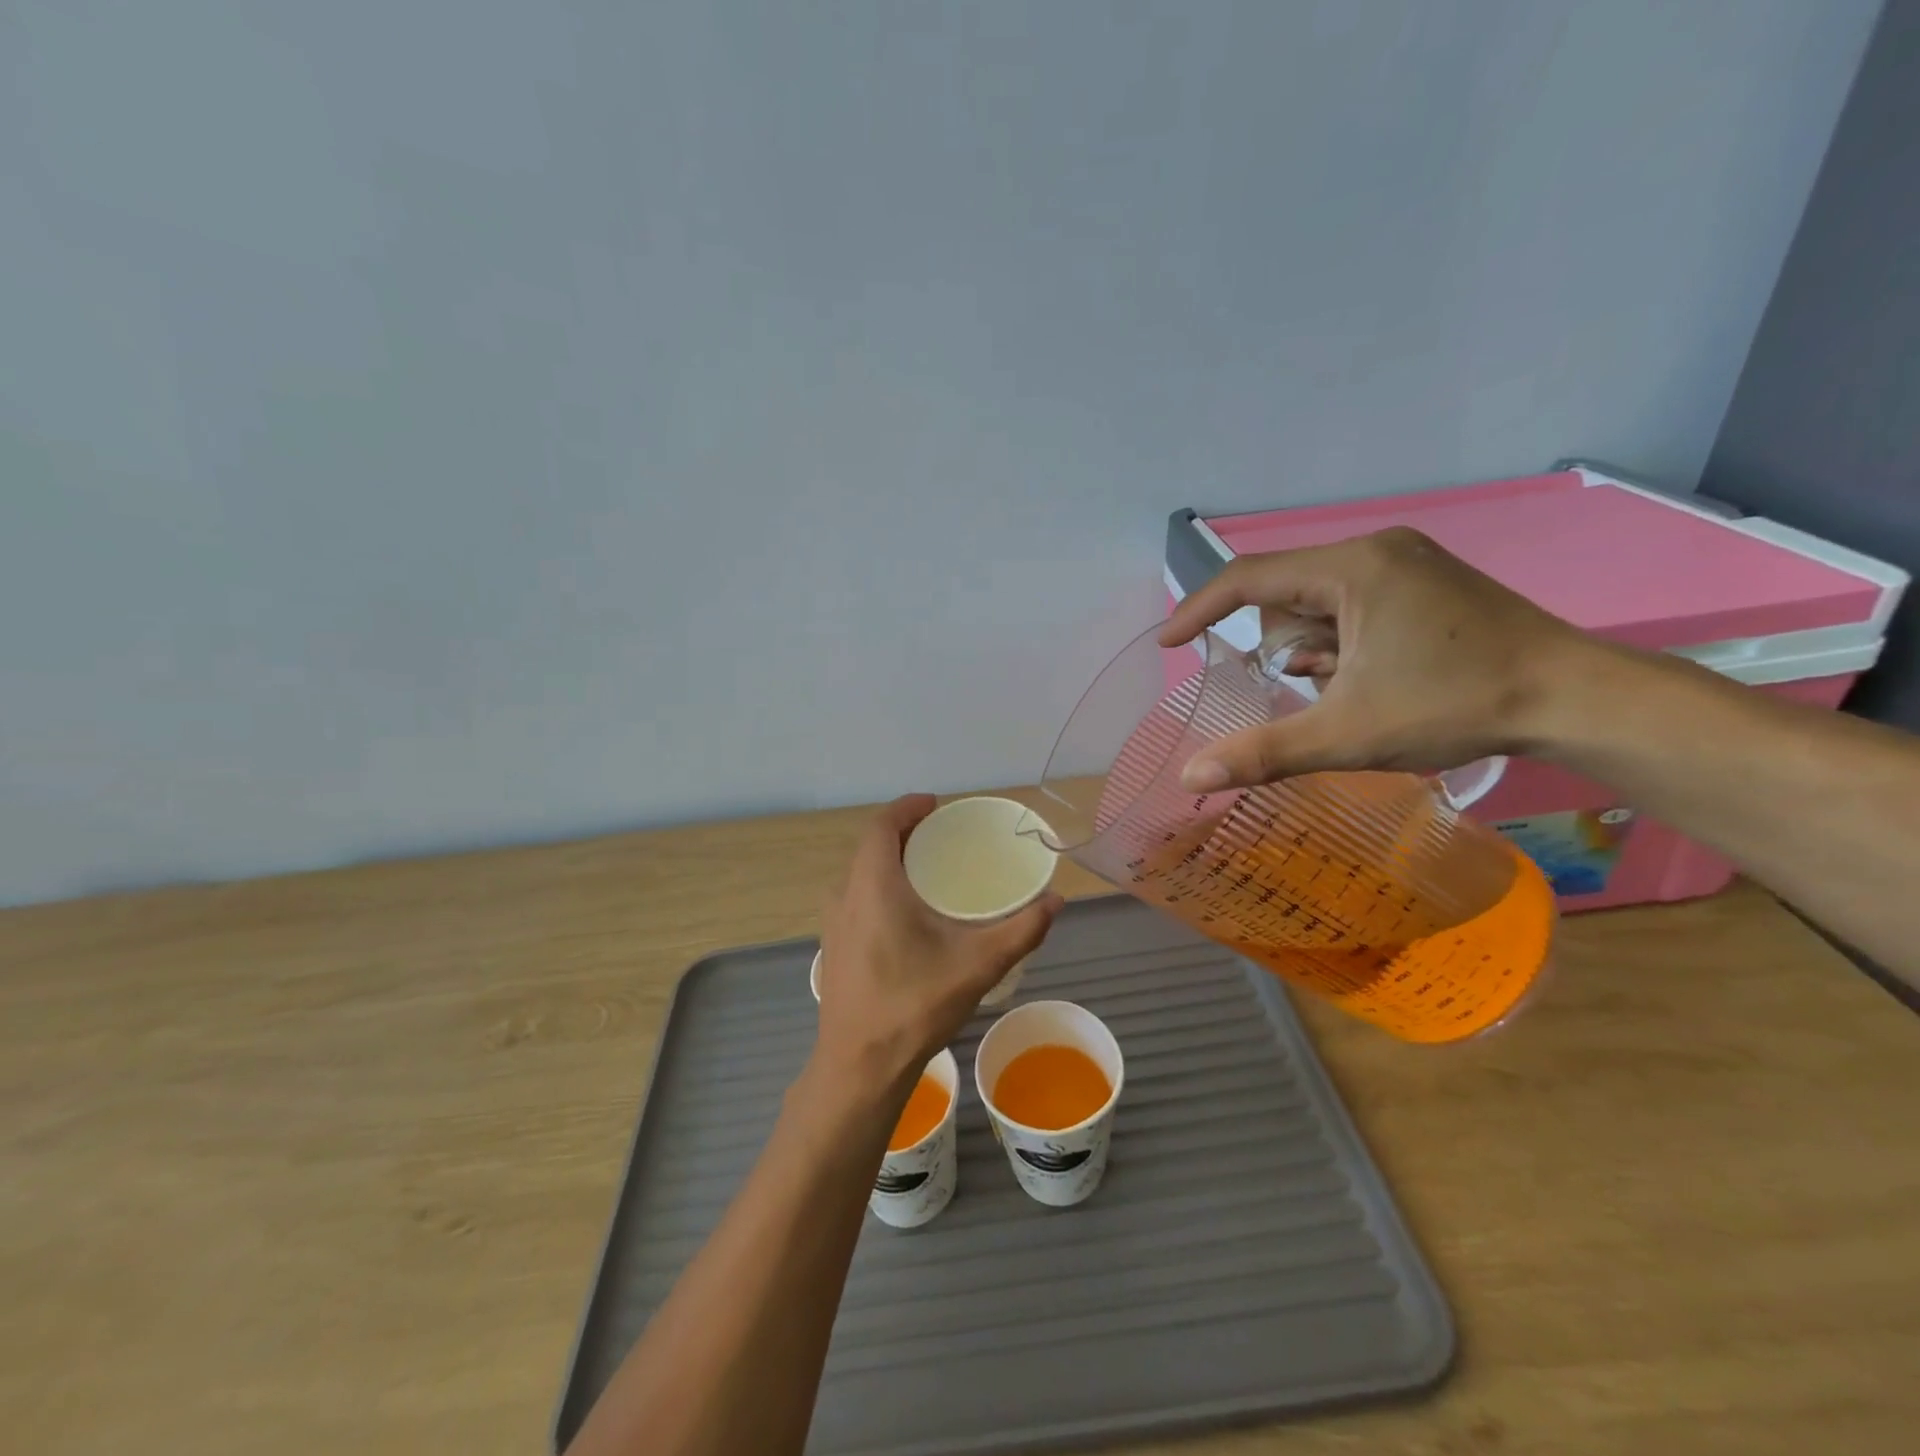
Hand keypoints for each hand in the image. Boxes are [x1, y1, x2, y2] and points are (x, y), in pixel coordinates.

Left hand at [814, 795, 1061, 1094]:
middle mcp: (845, 894)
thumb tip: (1056, 901)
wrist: (860, 1066)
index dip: (907, 807)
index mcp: (873, 884)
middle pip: (871, 845)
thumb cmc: (915, 1005)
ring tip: (930, 869)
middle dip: (904, 832)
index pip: (882, 824)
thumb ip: (1022, 930)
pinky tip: (908, 912)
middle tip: (943, 836)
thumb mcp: (978, 964)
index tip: (936, 804)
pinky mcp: (833, 946)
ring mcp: (834, 922)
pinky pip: (856, 896)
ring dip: (890, 860)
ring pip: (861, 872)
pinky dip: (880, 885)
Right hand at [1159, 527, 1587, 790]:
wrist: (1577, 699)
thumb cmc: (1455, 706)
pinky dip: (1342, 644)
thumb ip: (1263, 752)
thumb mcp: (1347, 734)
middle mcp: (1377, 551)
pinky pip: (1353, 606)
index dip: (1199, 609)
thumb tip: (1190, 775)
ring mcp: (1407, 563)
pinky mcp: (1426, 584)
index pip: (1249, 577)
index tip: (1168, 644)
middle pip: (1287, 595)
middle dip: (1285, 648)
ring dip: (1315, 650)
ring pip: (1320, 603)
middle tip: (1316, 690)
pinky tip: (1370, 677)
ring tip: (1352, 689)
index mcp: (1352, 567)